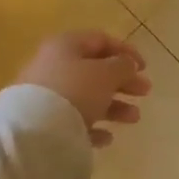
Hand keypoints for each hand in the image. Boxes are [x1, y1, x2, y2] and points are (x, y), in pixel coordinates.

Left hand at [16, 31, 151, 146]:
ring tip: (134, 118)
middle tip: (145, 91)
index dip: (126, 51)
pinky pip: (74, 121)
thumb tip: (127, 65)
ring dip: (114, 106)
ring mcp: (46, 96)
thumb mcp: (106, 73)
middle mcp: (54, 66)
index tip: (145, 67)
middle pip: (95, 70)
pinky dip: (93, 126)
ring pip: (87, 97)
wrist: (33, 131)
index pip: (101, 40)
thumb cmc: (75, 90)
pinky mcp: (43, 122)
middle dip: (123, 81)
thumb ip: (123, 66)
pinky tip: (107, 137)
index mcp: (66, 46)